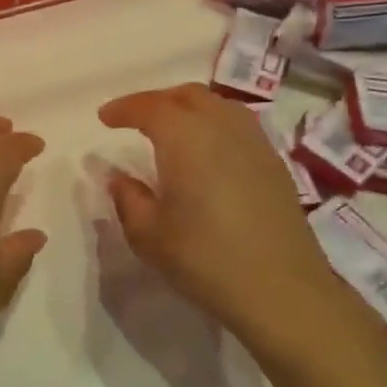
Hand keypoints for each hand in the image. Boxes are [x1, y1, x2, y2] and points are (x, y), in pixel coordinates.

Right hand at [99, 84, 356, 352]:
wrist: (282, 290)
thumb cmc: (205, 259)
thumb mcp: (148, 234)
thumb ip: (128, 198)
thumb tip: (118, 177)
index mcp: (185, 137)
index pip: (149, 107)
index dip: (124, 108)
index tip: (104, 118)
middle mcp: (221, 127)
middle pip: (188, 96)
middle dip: (157, 101)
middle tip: (136, 119)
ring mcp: (254, 143)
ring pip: (218, 105)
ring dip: (189, 109)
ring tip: (171, 131)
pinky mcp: (275, 164)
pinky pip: (238, 125)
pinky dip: (214, 125)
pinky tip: (207, 153)